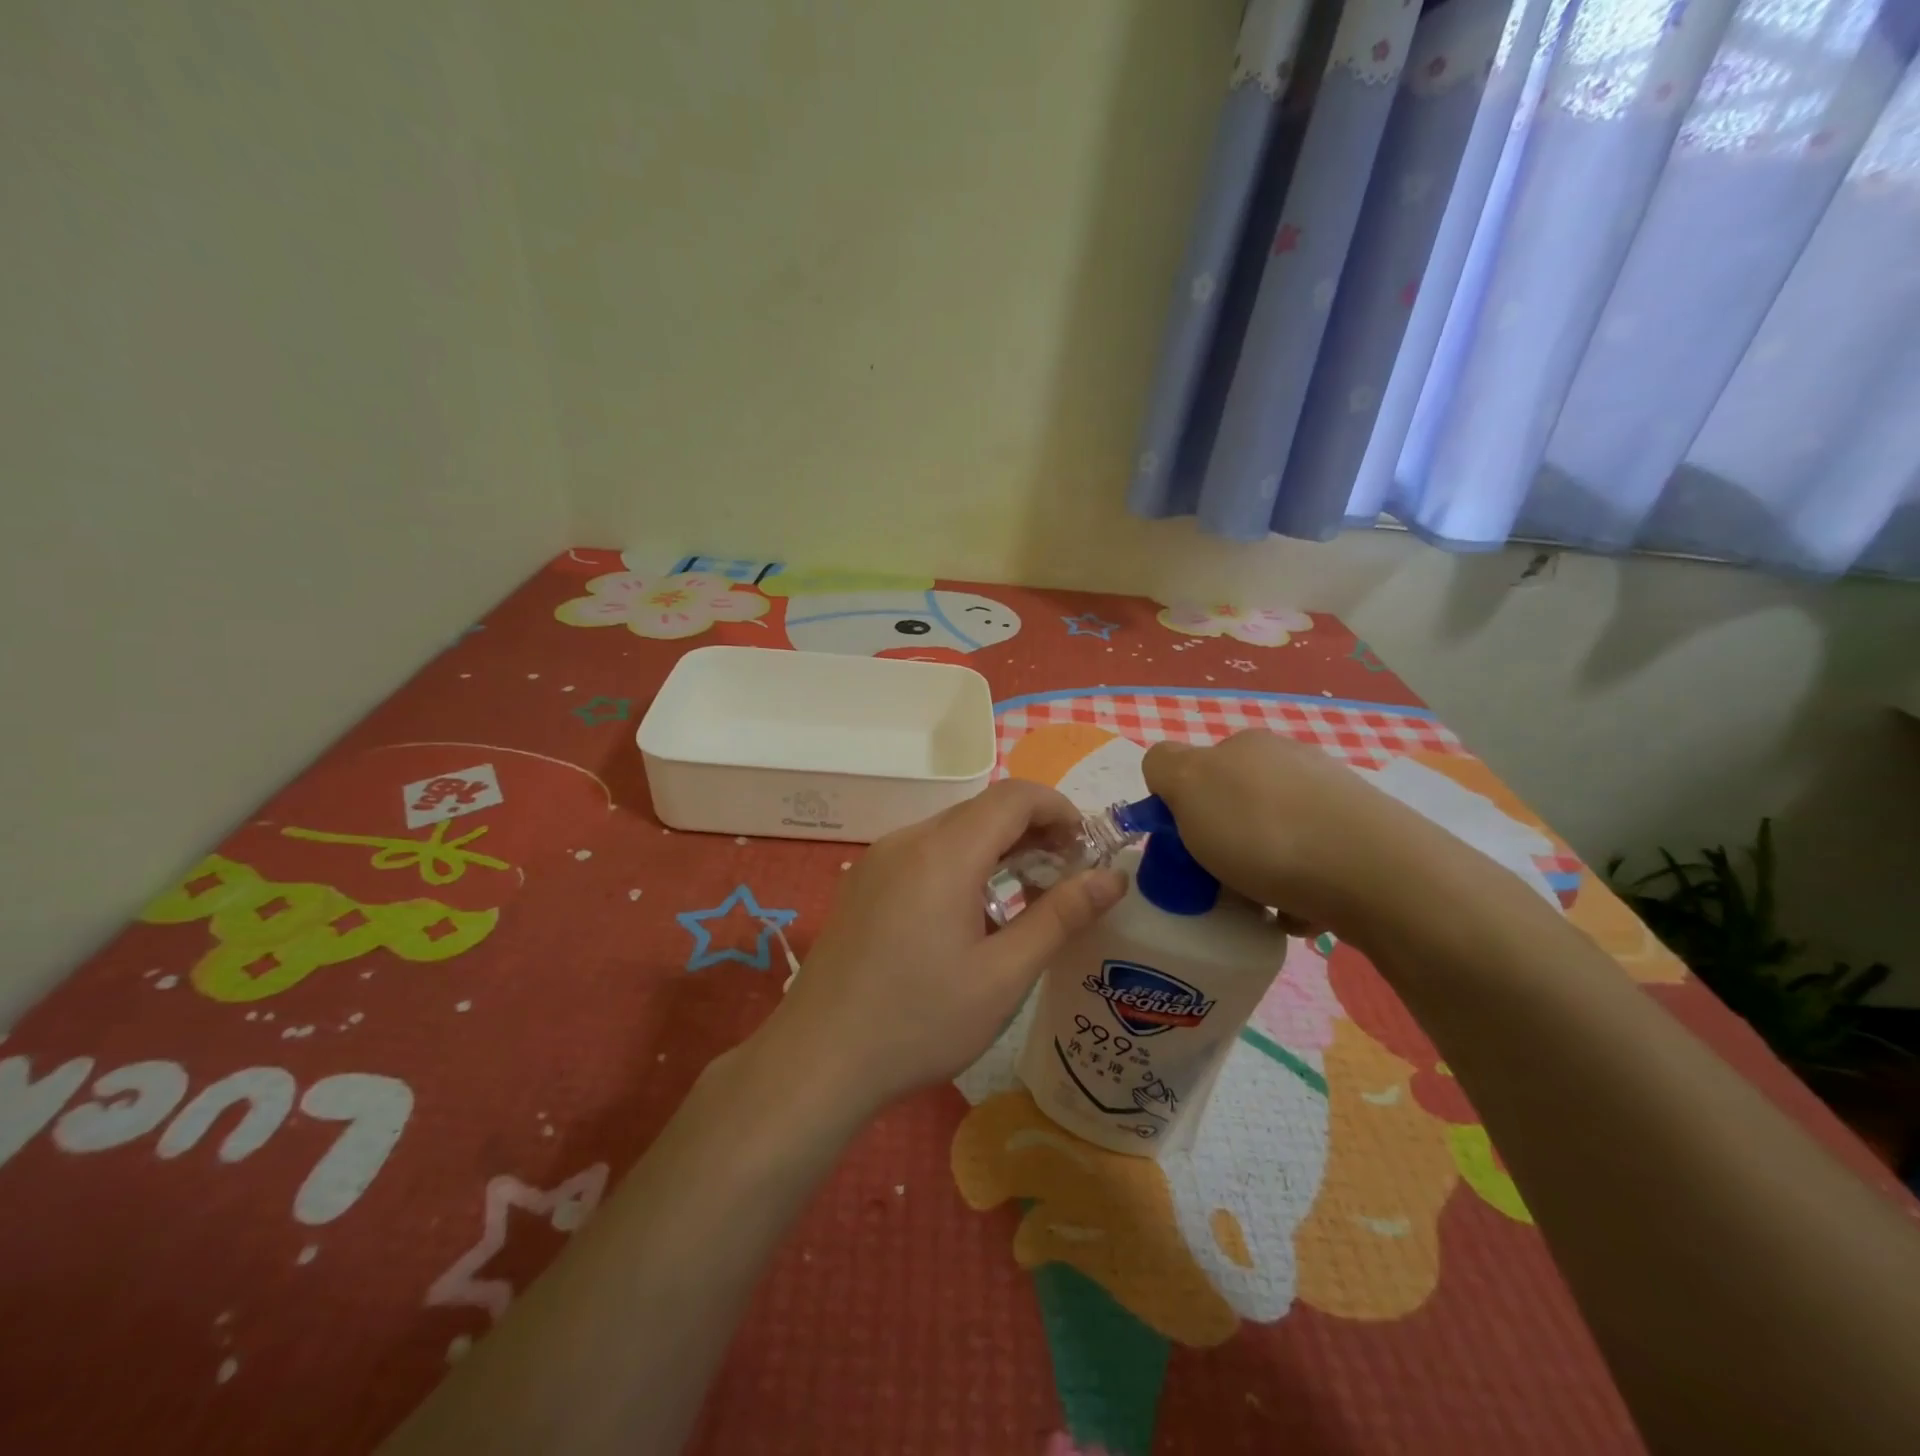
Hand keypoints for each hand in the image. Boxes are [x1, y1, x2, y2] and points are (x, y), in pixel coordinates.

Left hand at [755, 779, 1127, 1117]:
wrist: (817, 1060)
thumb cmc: (919, 1022)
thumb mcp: (1003, 976)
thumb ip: (1060, 918)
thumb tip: (1112, 878)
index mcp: (943, 852)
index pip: (1014, 796)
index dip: (1058, 808)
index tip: (1085, 848)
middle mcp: (907, 840)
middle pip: (982, 810)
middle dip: (1032, 831)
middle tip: (1064, 878)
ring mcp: (878, 860)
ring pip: (952, 831)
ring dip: (996, 849)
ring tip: (1024, 898)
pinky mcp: (863, 883)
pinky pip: (923, 853)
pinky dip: (961, 864)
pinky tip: (970, 914)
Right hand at [1143, 730, 1451, 937]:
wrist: (1376, 875)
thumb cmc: (1264, 831)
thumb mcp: (1189, 786)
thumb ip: (1163, 768)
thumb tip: (1168, 774)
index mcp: (1244, 745)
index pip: (1192, 771)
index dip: (1180, 811)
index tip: (1182, 850)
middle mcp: (1289, 761)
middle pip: (1232, 808)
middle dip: (1220, 846)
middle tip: (1217, 883)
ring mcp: (1331, 798)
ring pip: (1271, 839)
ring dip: (1257, 873)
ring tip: (1261, 907)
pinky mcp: (1364, 838)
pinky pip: (1309, 866)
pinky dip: (1296, 891)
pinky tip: (1300, 913)